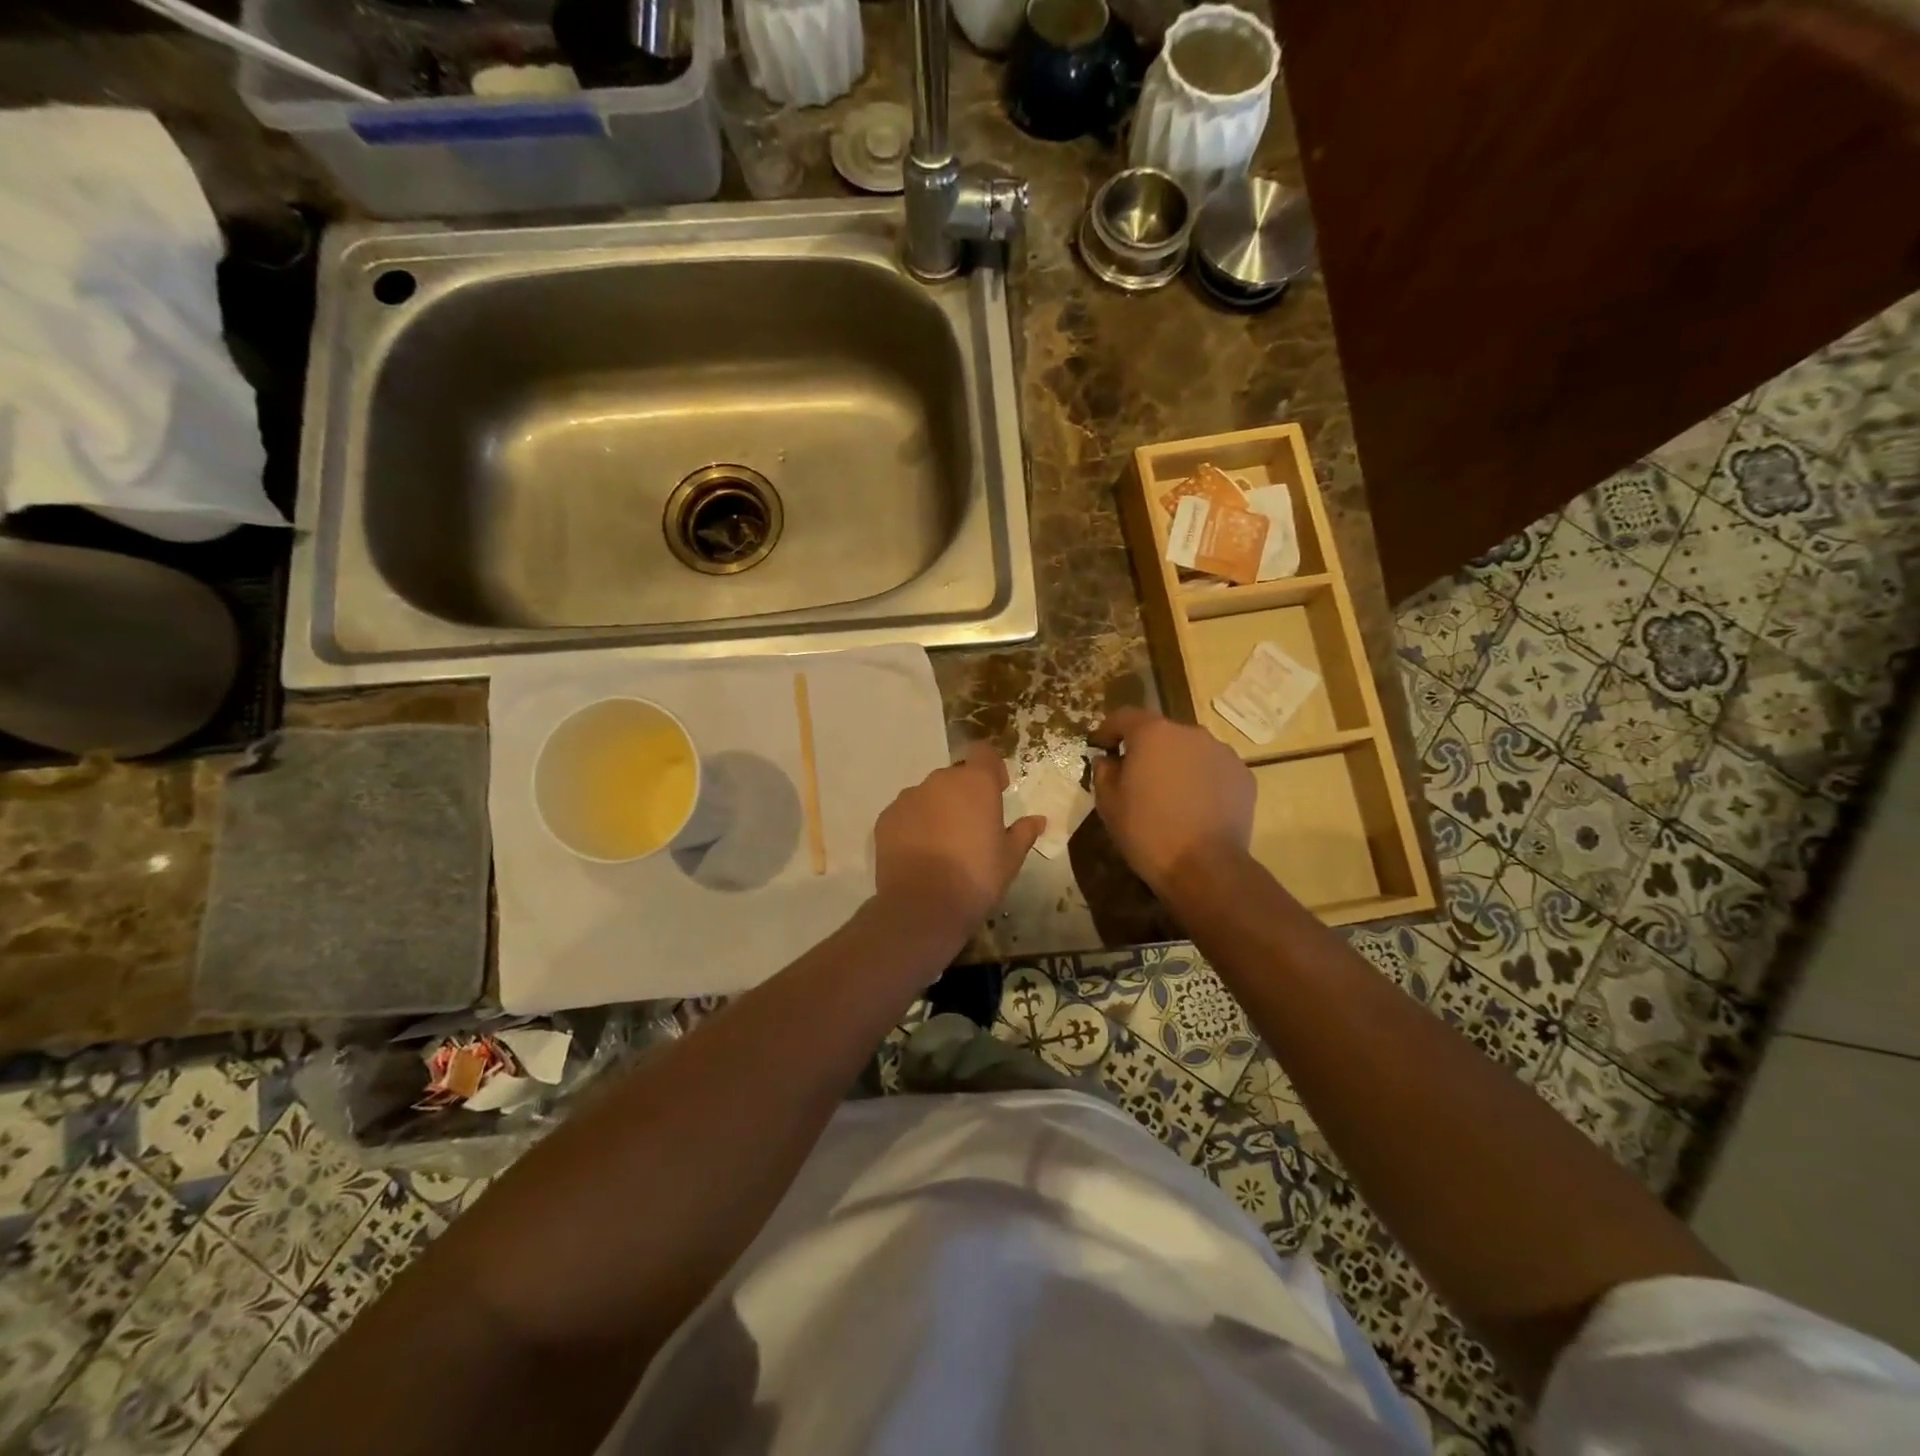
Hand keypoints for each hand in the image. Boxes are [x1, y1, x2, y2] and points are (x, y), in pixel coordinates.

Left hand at [873, 744, 1043, 943]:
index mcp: (976, 783)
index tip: (998, 791)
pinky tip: (920, 854)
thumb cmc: (976, 877)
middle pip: (956, 777)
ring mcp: (909, 797)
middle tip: (972, 828)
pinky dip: (914, 825)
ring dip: (937, 810)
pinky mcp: (886, 818)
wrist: (922, 905)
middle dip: (964, 795)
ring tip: (943, 845)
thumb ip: (1023, 833)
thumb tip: (1038, 820)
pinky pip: (906, 814)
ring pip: (928, 795)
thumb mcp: (1010, 858)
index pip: (985, 754)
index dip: (992, 769)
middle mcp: (940, 781)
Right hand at [1090, 708, 1253, 892]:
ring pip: (1190, 750)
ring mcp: (1222, 753)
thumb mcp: (1108, 803)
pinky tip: (1196, 807)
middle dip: (1146, 749)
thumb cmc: (1147, 831)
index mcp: (1153, 733)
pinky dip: (1202, 780)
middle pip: (1161, 732)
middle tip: (1136, 776)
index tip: (1100, 746)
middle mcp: (1190, 733)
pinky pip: (1214, 770)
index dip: (1108, 729)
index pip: (1124, 716)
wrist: (1205, 867)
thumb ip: (1104, 771)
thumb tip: (1108, 759)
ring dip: (1177, 763)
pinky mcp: (1244, 776)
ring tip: (1170, 794)